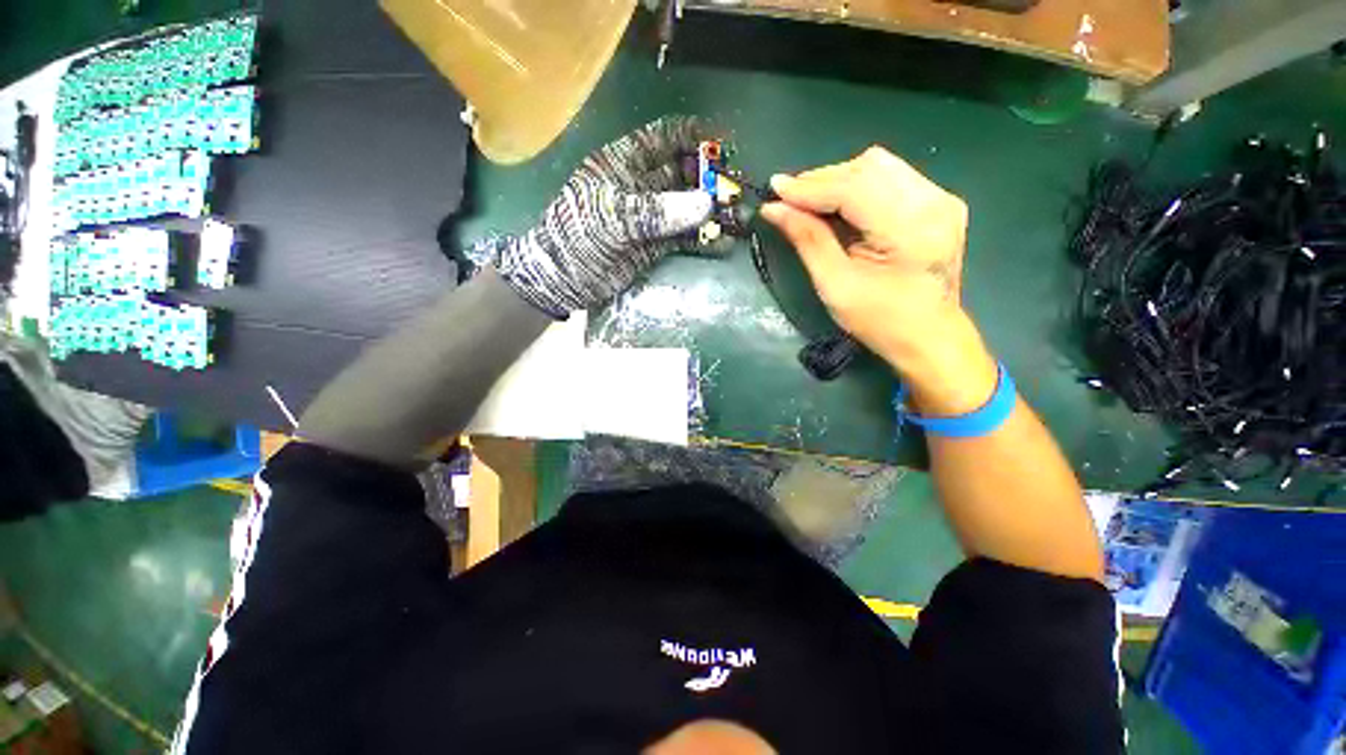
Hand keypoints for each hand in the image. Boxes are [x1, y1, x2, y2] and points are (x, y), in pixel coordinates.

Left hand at [497, 117, 716, 316]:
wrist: (563, 279)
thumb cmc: (578, 237)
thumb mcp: (613, 217)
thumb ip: (656, 211)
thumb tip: (705, 205)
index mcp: (624, 163)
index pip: (664, 138)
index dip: (693, 136)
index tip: (724, 142)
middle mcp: (640, 185)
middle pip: (682, 173)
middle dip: (709, 180)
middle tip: (736, 191)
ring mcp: (649, 217)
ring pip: (686, 208)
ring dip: (711, 213)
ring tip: (738, 219)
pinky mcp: (654, 245)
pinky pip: (683, 238)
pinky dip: (702, 240)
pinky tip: (723, 244)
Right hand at [762, 147, 995, 413]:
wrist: (929, 337)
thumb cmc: (879, 320)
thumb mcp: (835, 285)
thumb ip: (807, 240)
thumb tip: (774, 209)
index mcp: (909, 229)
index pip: (852, 188)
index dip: (809, 187)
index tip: (774, 190)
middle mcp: (934, 202)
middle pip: (868, 167)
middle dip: (822, 180)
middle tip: (789, 199)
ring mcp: (942, 198)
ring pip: (880, 166)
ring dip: (838, 179)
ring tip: (809, 201)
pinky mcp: (940, 202)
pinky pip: (892, 177)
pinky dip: (858, 185)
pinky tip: (839, 204)